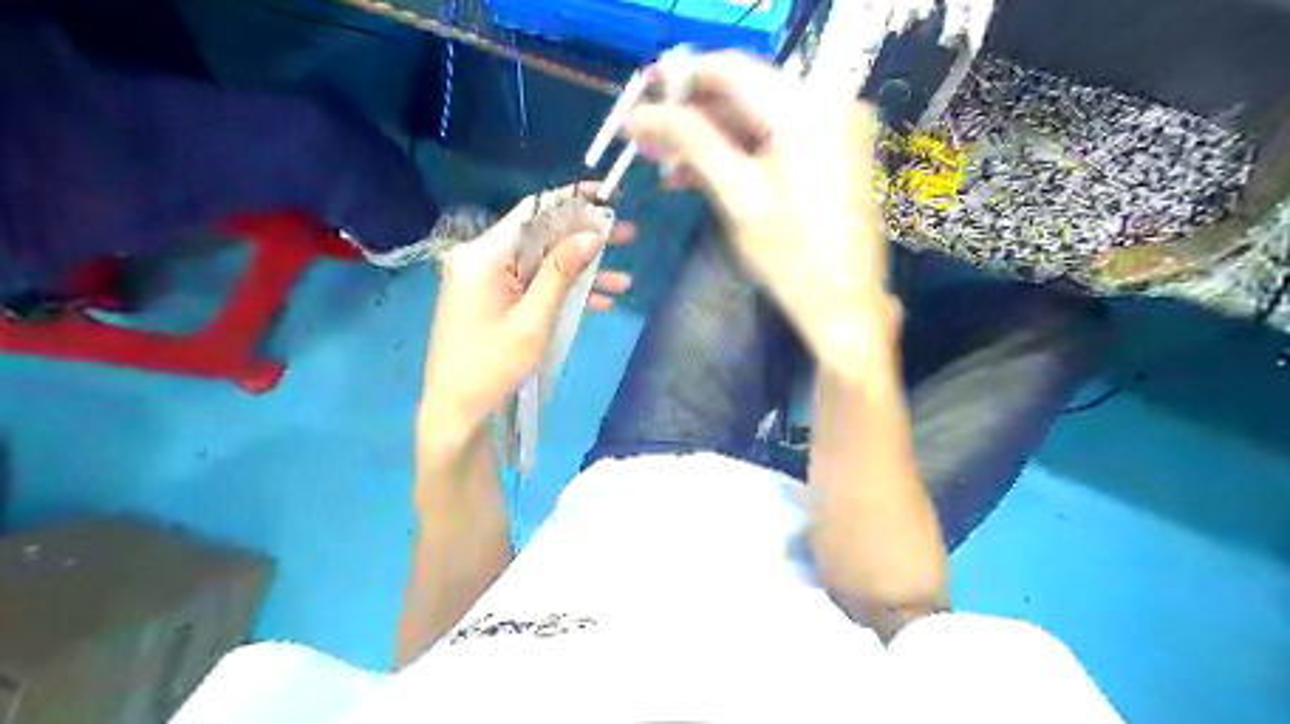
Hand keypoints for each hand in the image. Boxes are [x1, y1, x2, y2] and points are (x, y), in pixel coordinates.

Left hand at [420, 185, 632, 453]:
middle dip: (585, 240)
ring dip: (580, 273)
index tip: (608, 197)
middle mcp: (481, 259)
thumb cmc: (492, 367)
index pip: (533, 213)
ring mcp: (486, 281)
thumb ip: (561, 273)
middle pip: (540, 238)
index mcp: (483, 256)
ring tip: (624, 281)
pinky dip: (561, 292)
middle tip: (627, 237)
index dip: (573, 201)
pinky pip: (532, 286)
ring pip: (540, 265)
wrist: (458, 413)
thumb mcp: (534, 320)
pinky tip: (599, 303)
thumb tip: (592, 235)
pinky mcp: (492, 301)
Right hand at [625, 49, 900, 372]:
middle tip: (646, 138)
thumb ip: (691, 144)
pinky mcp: (830, 155)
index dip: (681, 79)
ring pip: (755, 120)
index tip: (641, 97)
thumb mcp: (738, 197)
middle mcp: (827, 104)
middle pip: (744, 94)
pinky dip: (736, 154)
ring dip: (709, 139)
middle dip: (692, 116)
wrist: (845, 306)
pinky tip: (697, 174)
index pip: (731, 70)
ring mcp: (833, 130)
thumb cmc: (793, 259)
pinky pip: (773, 141)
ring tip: (664, 164)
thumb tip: (640, 114)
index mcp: (807, 109)